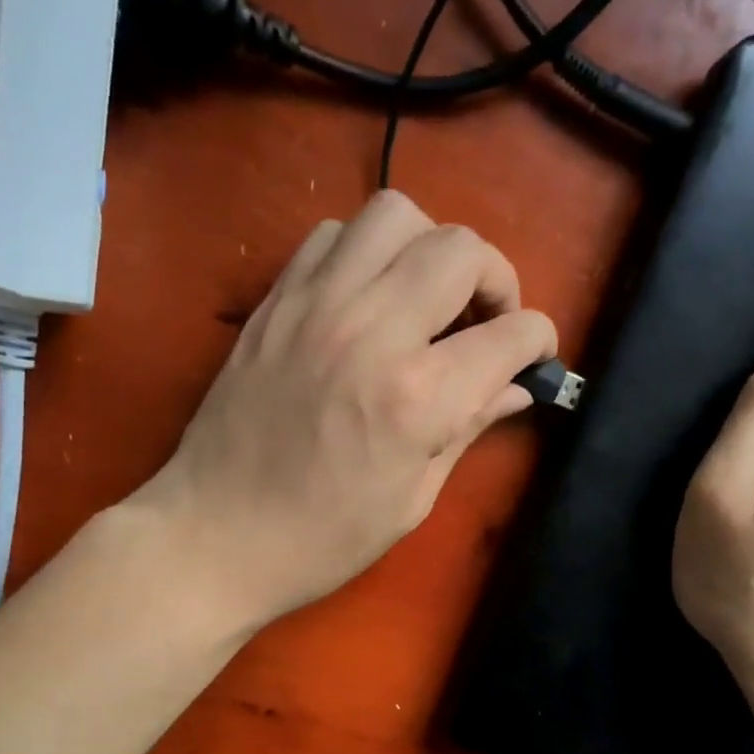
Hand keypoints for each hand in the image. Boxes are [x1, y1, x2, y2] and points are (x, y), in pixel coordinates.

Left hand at [135, 191, 556, 630]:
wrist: (215, 535)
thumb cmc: (322, 539)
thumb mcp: (412, 499)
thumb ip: (468, 429)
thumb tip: (515, 389)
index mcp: (418, 397)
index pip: (511, 334)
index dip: (538, 342)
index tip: (532, 360)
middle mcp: (372, 330)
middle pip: (462, 249)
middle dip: (495, 280)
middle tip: (485, 323)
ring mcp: (316, 305)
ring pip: (396, 213)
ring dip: (430, 248)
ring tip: (427, 298)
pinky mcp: (276, 300)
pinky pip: (333, 235)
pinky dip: (367, 252)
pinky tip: (367, 299)